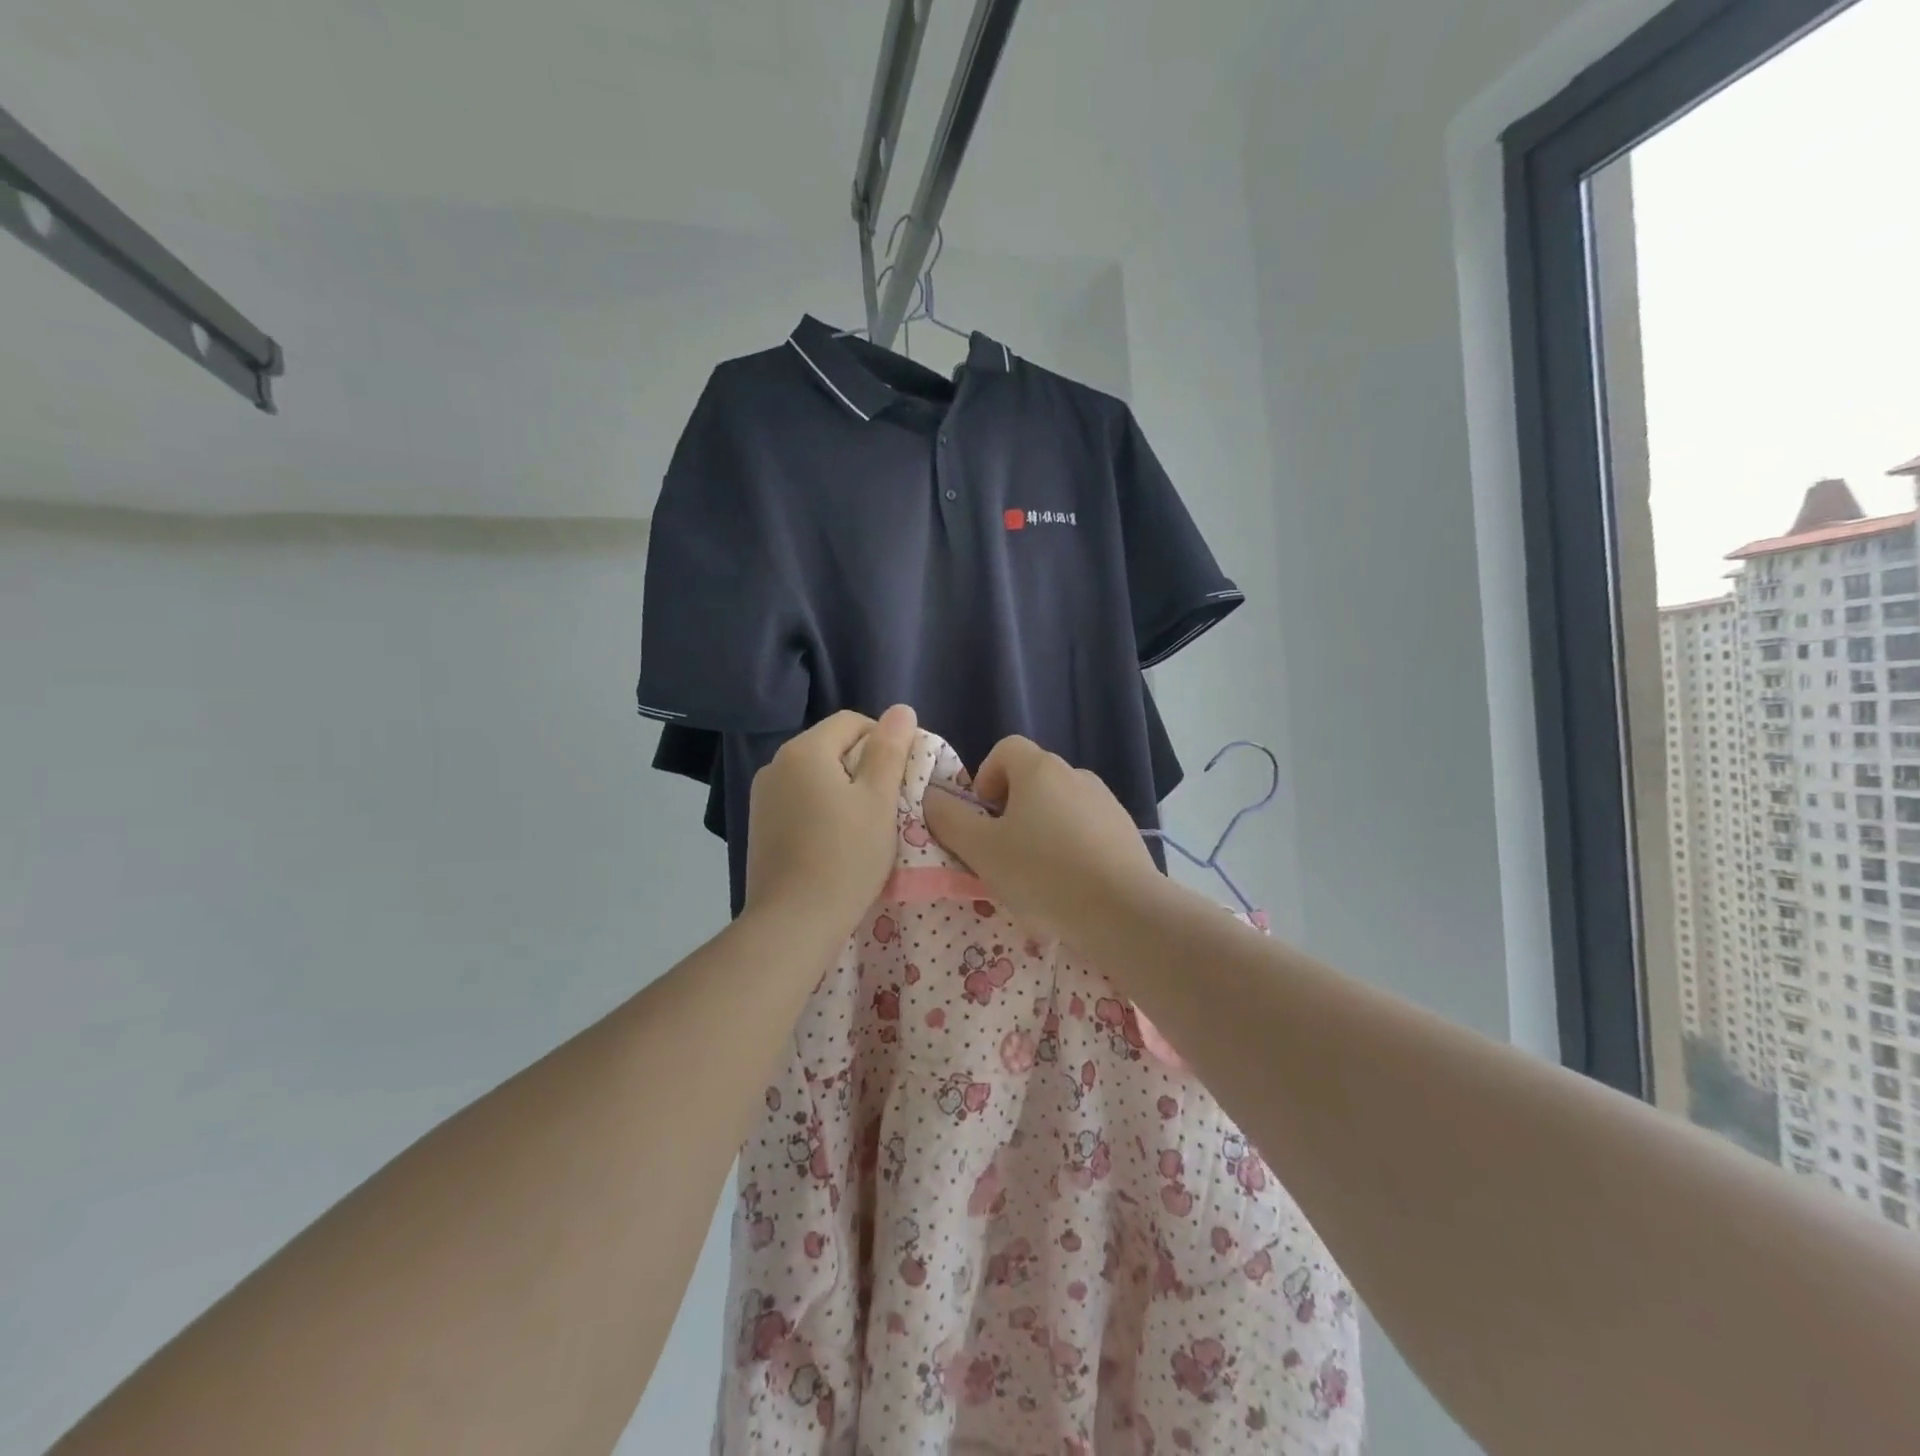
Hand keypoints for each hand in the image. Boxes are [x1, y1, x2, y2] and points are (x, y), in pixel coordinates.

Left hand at [743, 705, 917, 937]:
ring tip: (864, 826)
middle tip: (889, 804)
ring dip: (843, 790)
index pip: (852, 722)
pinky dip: (822, 810)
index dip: (884, 740)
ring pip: (815, 776)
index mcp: (804, 750)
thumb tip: (901, 710)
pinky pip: (799, 801)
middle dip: (864, 767)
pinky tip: (835, 842)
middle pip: (831, 747)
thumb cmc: (845, 856)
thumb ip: (889, 750)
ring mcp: (763, 797)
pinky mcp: (759, 826)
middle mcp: (776, 765)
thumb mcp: (878, 800)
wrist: (793, 922)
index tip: (901, 777)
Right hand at [921, 735, 1162, 935]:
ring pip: (1059, 806)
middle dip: (1010, 810)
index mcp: (1039, 769)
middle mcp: (1075, 774)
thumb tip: (932, 797)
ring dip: (1041, 830)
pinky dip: (1071, 847)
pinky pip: (1086, 829)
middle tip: (1002, 853)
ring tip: (1036, 876)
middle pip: (1031, 779)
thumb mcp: (981, 850)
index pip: (1005, 749)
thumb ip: (949, 819)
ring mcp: (1106, 801)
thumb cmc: (1042, 873)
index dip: (985, 778)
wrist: (1124, 911)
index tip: (982, 818)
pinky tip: (1070, 885)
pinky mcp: (1126, 831)